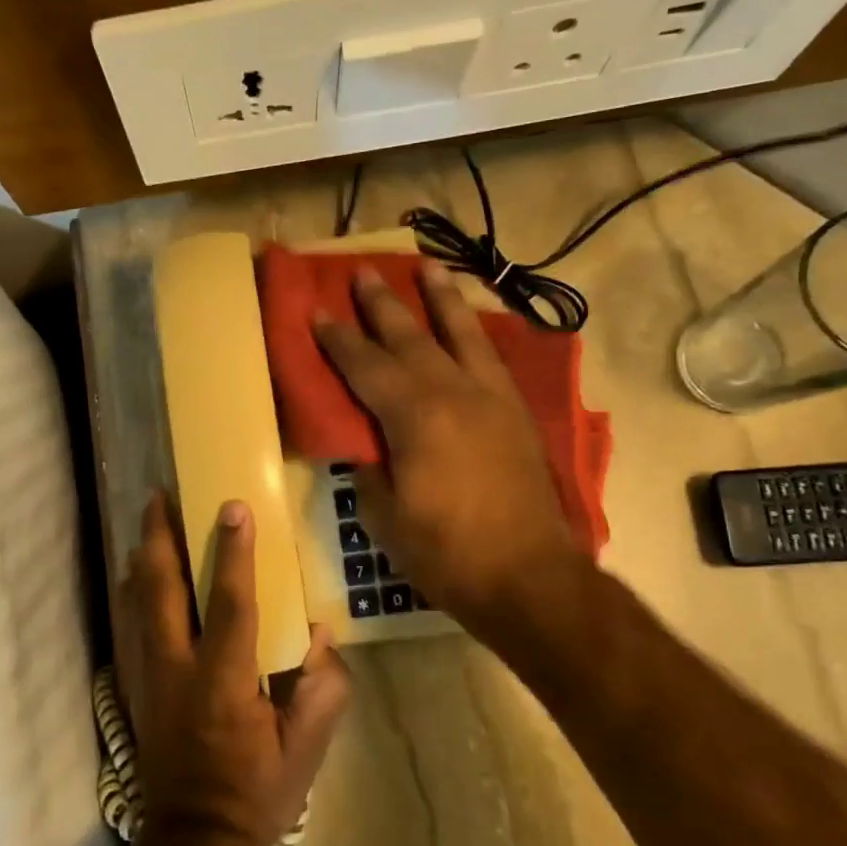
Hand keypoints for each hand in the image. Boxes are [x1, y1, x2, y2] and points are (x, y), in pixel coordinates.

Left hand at [116, 493, 351, 845]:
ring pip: (135, 599)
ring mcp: (147, 676)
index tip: (234, 507)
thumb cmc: (256, 792)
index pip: (230, 604)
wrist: (193, 840)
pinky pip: (126, 622)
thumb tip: (321, 633)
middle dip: (160, 536)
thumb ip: (321, 689)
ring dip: (142, 554)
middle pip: (160, 589)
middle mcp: (176, 669)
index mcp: (223, 683)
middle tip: (163, 494)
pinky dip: (130, 588)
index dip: (234, 553)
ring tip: (149, 518)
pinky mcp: (134, 684)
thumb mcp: (305, 751)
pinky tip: (136, 570)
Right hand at [312, 263, 583, 633]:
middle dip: (382, 304)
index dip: (338, 339)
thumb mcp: (385, 515)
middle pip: (411, 337)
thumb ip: (369, 468)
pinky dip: (476, 332)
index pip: (366, 366)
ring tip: (427, 267)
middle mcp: (454, 393)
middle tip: (362, 273)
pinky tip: (469, 323)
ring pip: (462, 334)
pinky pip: (491, 357)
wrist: (529, 577)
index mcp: (414, 416)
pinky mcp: (515, 413)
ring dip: (441, 299)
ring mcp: (491, 399)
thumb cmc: (446, 552)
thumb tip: (363, 444)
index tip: (317, 311)